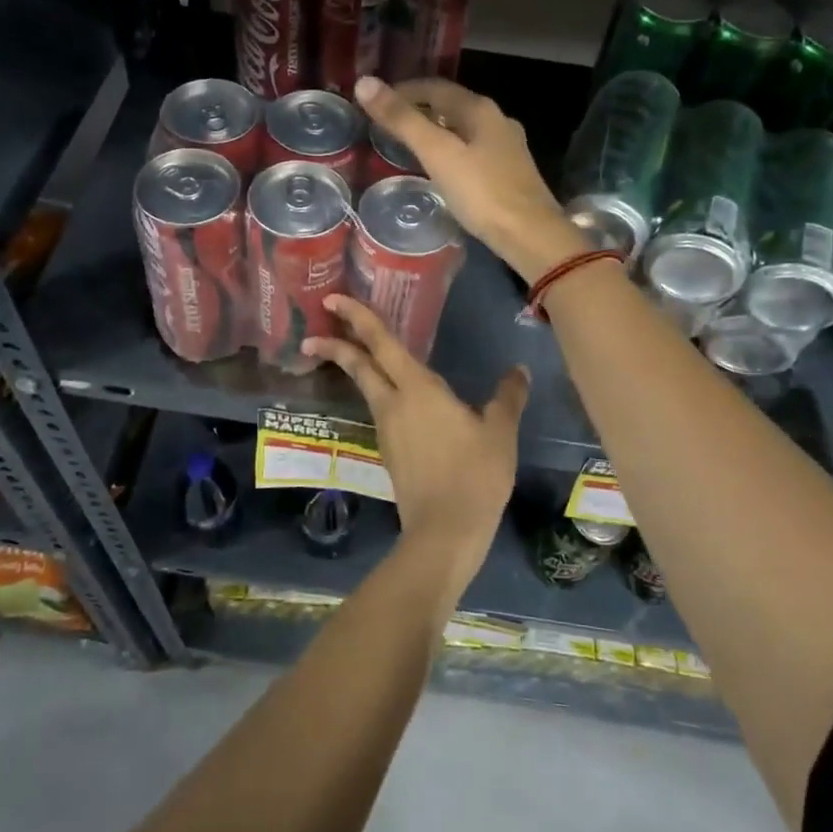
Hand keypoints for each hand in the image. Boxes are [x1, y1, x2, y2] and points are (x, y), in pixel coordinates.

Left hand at [303, 294, 528, 598]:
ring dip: (356, 368)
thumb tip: (518, 370)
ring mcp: (387, 430)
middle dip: (336, 343)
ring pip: (367, 388)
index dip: (357, 317)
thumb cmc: (474, 475)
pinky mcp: (389, 453)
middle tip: (314, 328)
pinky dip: (379, 393)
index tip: (332, 299)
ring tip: (357, 354)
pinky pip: (381, 411)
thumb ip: (507, 396)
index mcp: (417, 389)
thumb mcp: (500, 432)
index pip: (381, 343)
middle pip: (359, 365)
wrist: (444, 533)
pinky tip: (399, 400)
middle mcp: (393, 404)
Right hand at [354, 75, 587, 282]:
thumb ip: (402, 120)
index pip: (435, 87)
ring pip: (462, 129)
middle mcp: (496, 120)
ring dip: (435, 130)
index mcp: (479, 109)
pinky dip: (450, 150)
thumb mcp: (437, 154)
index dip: (403, 90)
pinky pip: (472, 150)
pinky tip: (440, 167)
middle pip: (450, 105)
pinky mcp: (509, 172)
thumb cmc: (481, 192)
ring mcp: (506, 147)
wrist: (530, 235)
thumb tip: (365, 83)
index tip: (376, 101)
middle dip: (418, 109)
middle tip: (387, 123)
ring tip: (407, 144)